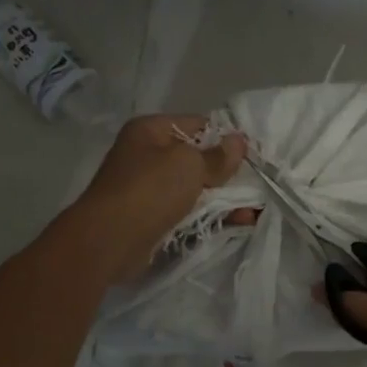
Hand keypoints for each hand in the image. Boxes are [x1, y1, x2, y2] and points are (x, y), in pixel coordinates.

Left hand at [72, 114, 247, 280]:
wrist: (109, 240)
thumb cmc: (150, 189)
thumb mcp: (189, 164)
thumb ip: (217, 156)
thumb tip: (238, 141)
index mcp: (150, 131)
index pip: (197, 125)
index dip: (225, 138)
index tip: (251, 154)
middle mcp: (146, 155)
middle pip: (196, 159)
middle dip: (227, 173)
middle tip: (258, 184)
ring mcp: (148, 189)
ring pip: (195, 189)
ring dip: (224, 199)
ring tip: (255, 211)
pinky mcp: (152, 218)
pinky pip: (187, 212)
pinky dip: (210, 216)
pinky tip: (238, 223)